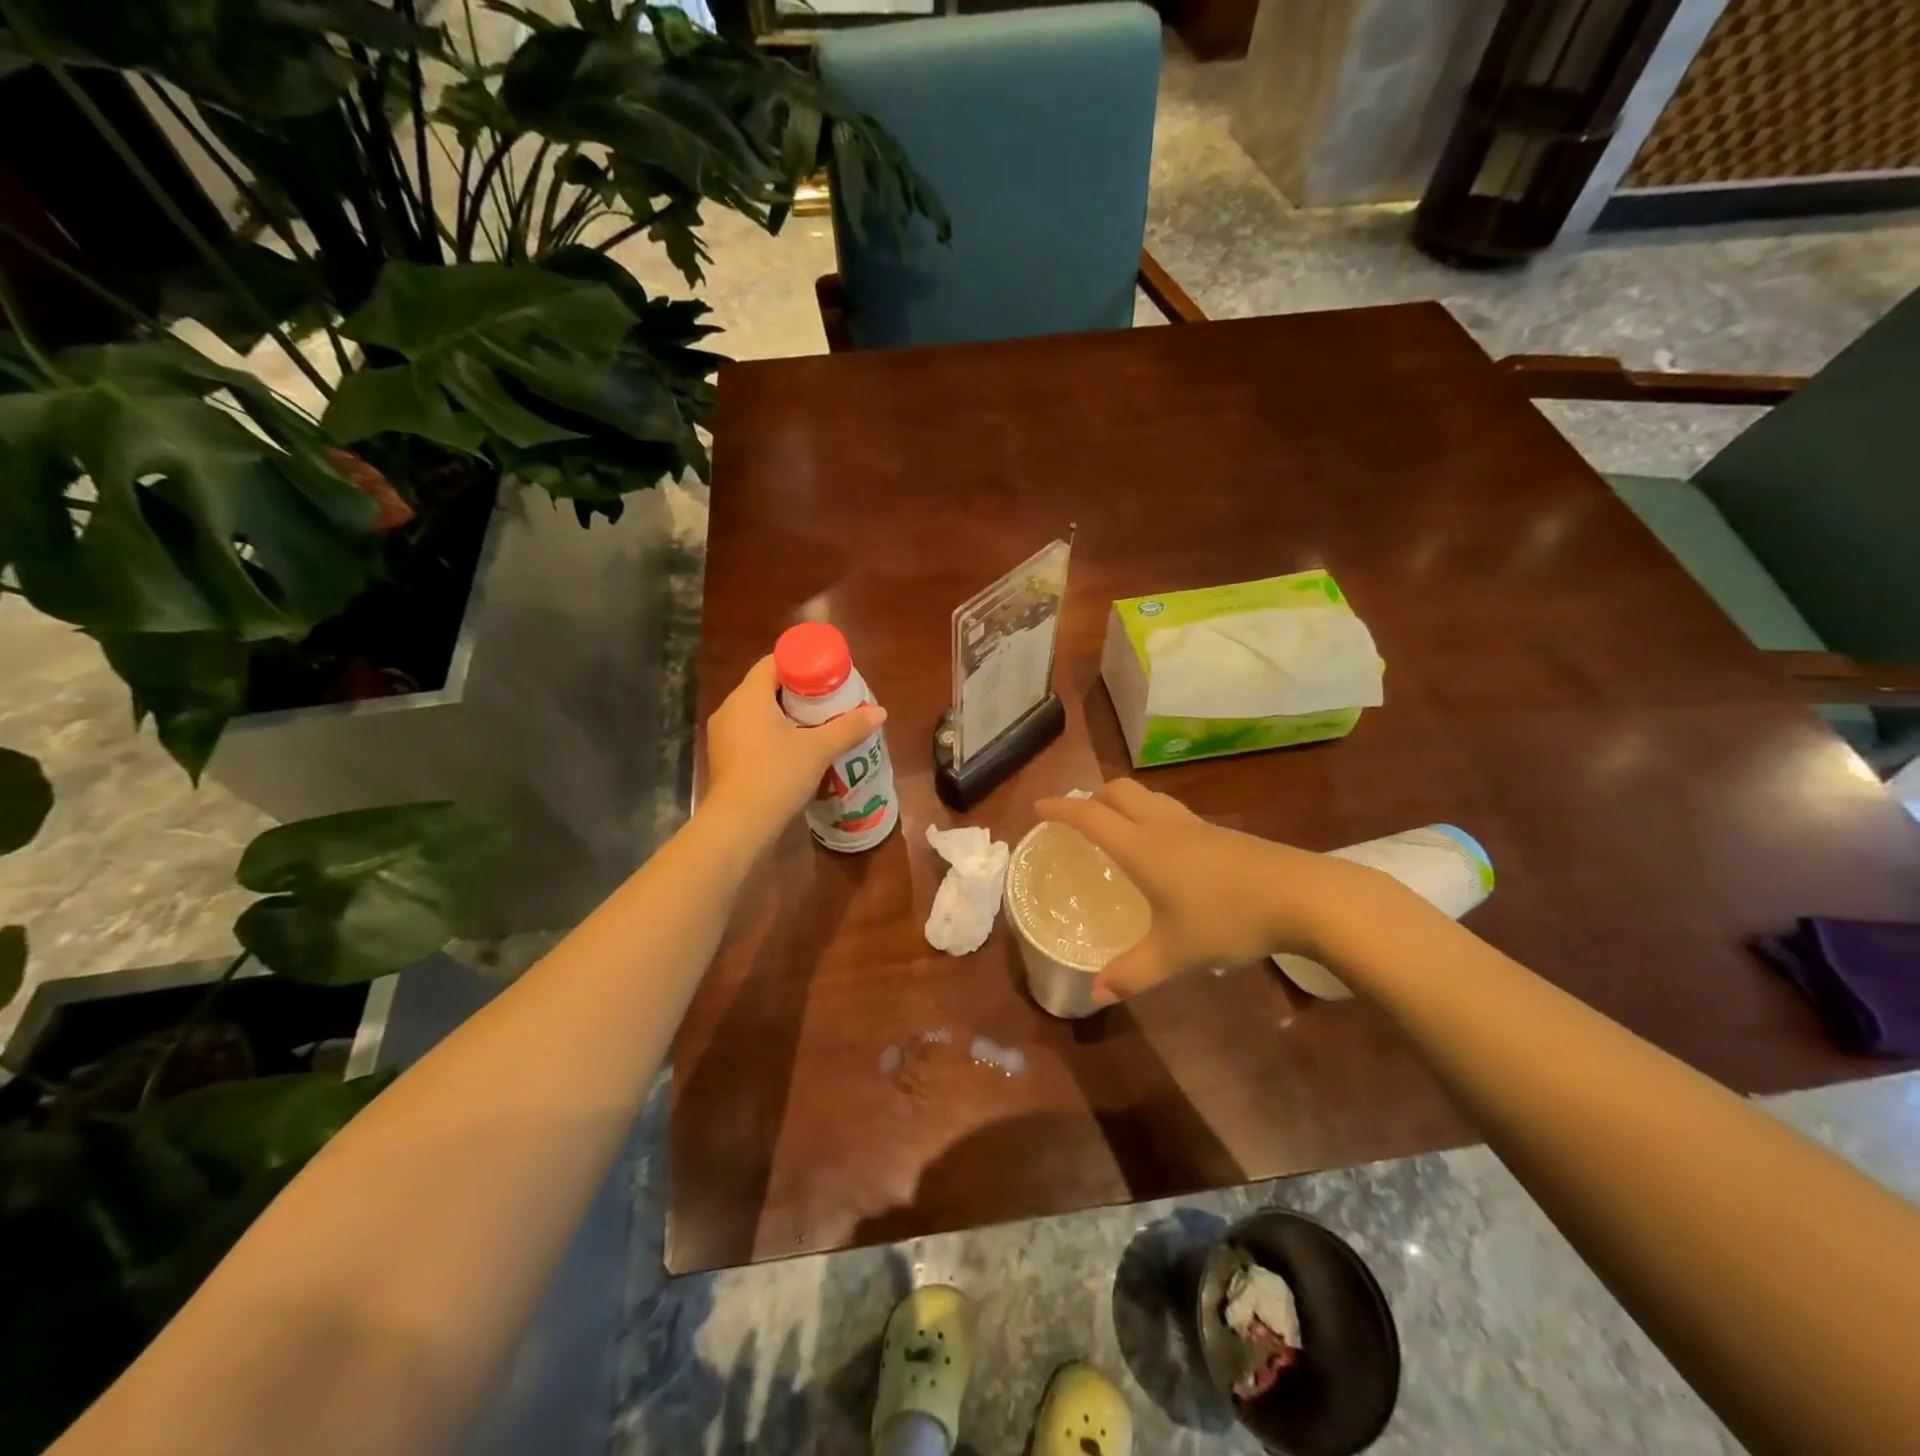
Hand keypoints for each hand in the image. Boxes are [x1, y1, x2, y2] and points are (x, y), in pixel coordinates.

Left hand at [703, 656, 886, 841]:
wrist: (739, 825)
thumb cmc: (777, 775)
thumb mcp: (819, 749)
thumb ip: (849, 727)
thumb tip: (881, 712)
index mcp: (749, 696)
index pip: (773, 662)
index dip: (802, 663)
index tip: (827, 673)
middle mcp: (730, 709)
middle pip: (766, 686)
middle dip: (798, 690)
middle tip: (829, 698)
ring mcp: (723, 735)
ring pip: (758, 712)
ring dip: (786, 714)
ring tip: (817, 723)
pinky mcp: (725, 758)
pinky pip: (751, 733)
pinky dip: (773, 734)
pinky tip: (796, 748)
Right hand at [1034, 780, 1370, 1005]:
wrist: (1302, 896)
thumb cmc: (1227, 919)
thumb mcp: (1175, 953)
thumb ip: (1133, 972)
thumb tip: (1096, 995)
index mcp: (1142, 848)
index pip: (1091, 817)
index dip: (1062, 809)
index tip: (1039, 807)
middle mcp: (1164, 827)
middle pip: (1119, 791)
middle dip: (1093, 797)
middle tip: (1079, 817)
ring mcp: (1196, 826)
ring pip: (1149, 798)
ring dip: (1124, 803)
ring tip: (1117, 828)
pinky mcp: (1222, 834)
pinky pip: (1172, 813)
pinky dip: (1152, 817)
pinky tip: (1165, 850)